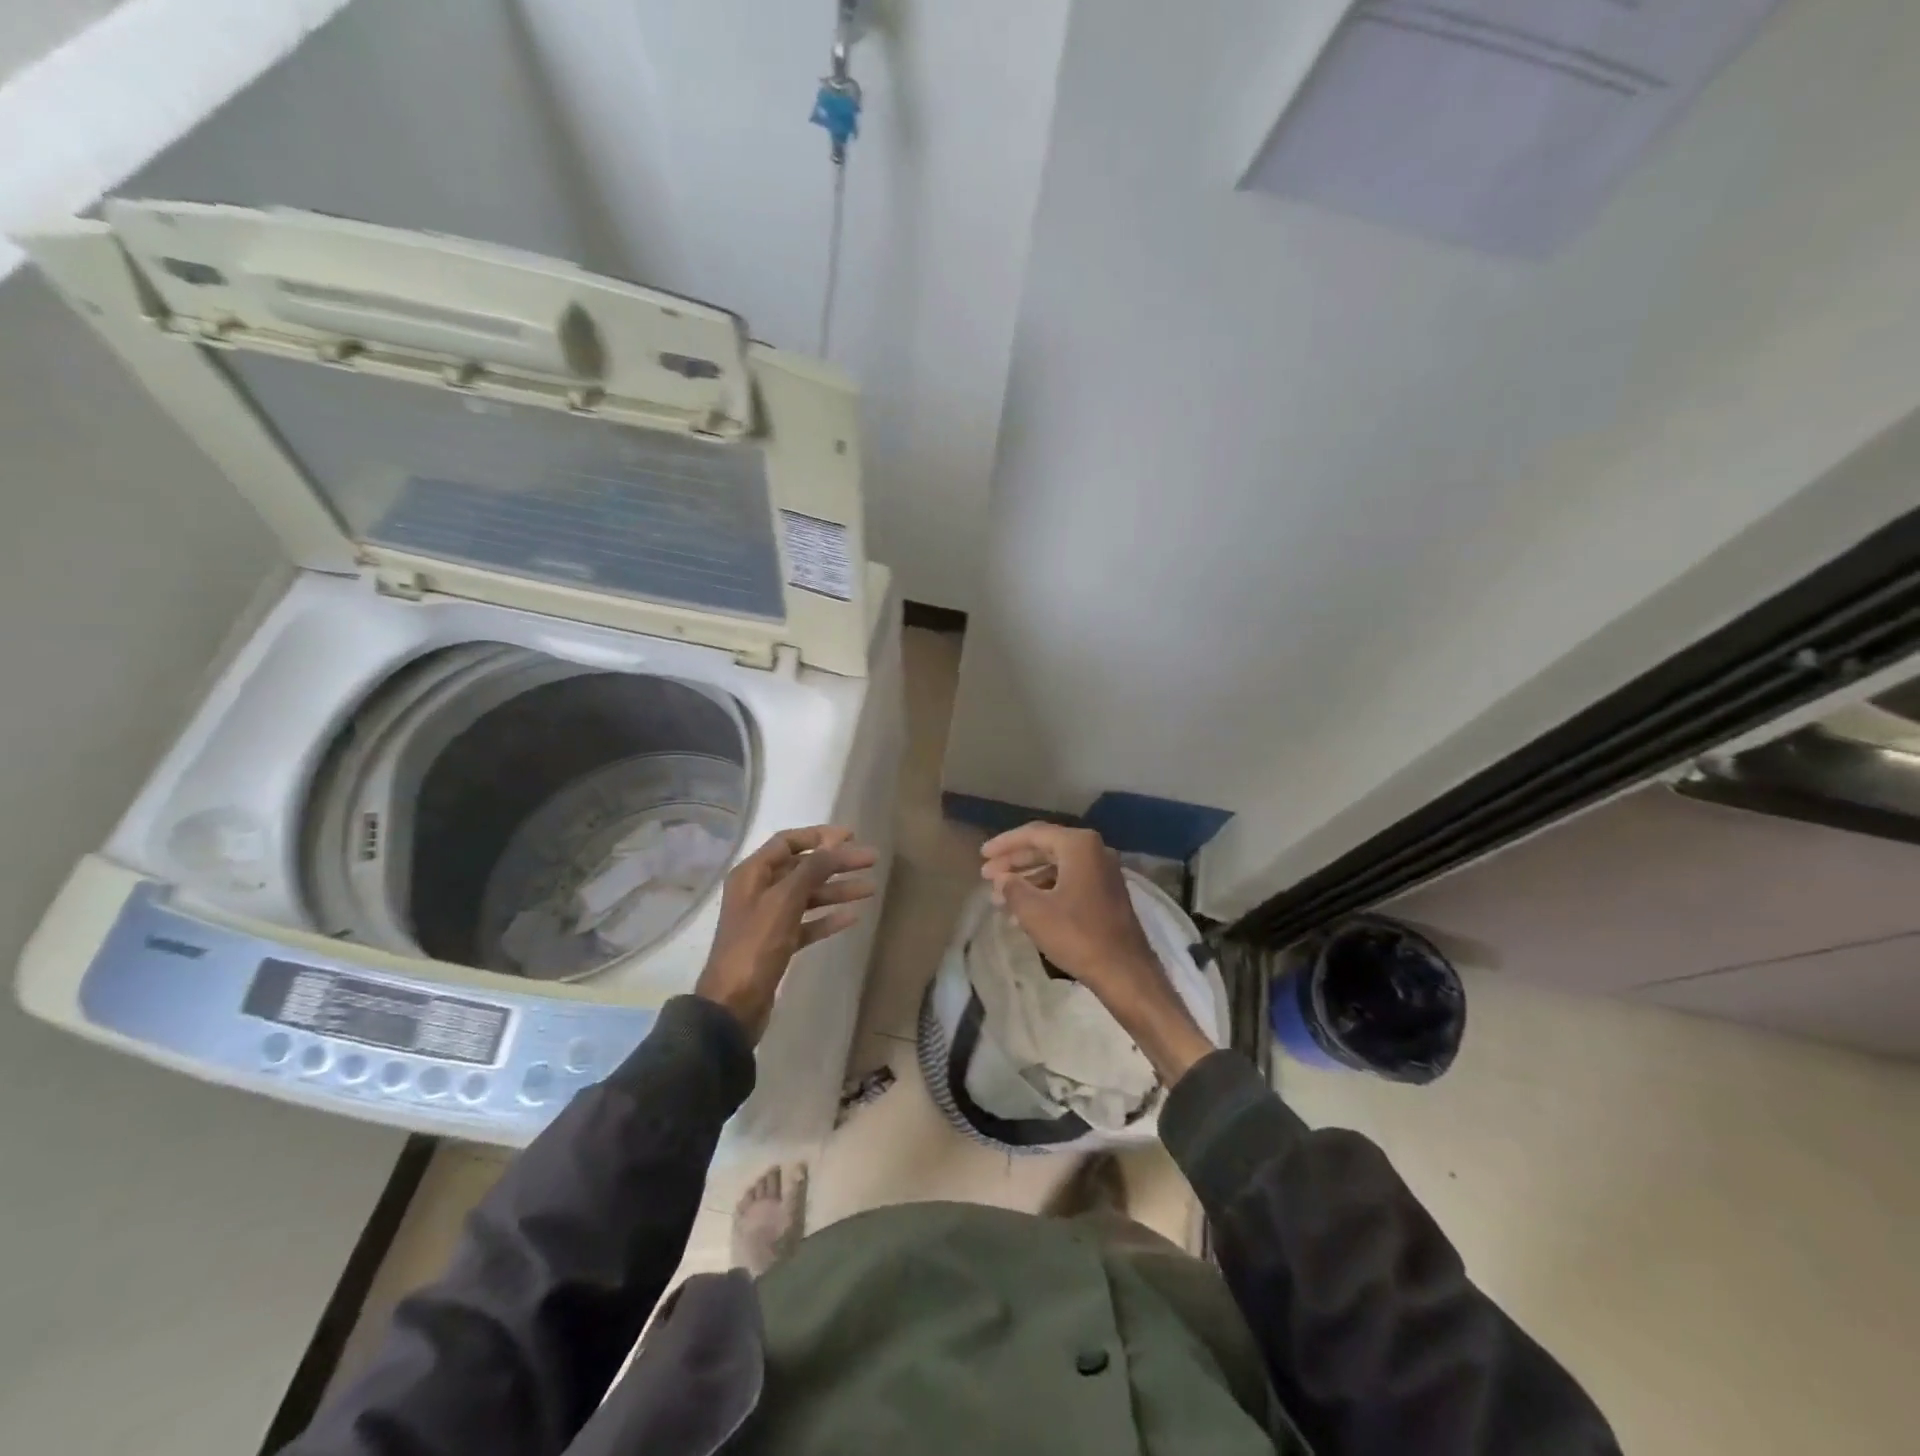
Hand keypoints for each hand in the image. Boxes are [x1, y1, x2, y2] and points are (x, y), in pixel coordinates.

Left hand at [697, 826, 877, 1042]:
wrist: (733, 1005)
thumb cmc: (756, 945)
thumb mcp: (784, 901)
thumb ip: (811, 869)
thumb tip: (835, 844)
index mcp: (752, 874)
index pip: (788, 842)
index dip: (820, 836)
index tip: (851, 837)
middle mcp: (759, 891)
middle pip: (803, 868)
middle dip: (837, 863)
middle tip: (871, 861)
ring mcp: (768, 919)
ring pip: (808, 896)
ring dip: (837, 890)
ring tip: (870, 889)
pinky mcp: (778, 944)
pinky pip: (807, 923)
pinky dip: (827, 918)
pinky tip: (852, 918)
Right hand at [979, 823, 1212, 1083]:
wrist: (1124, 971)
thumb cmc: (1077, 935)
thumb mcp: (1034, 911)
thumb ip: (1012, 888)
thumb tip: (1002, 879)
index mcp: (1079, 845)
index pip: (1034, 834)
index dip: (1004, 844)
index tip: (982, 855)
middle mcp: (1094, 851)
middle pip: (1045, 848)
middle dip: (1014, 862)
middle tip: (986, 875)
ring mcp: (1103, 873)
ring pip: (1056, 867)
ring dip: (1027, 880)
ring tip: (999, 898)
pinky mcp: (1106, 893)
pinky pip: (1068, 882)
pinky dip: (1044, 891)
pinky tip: (1023, 912)